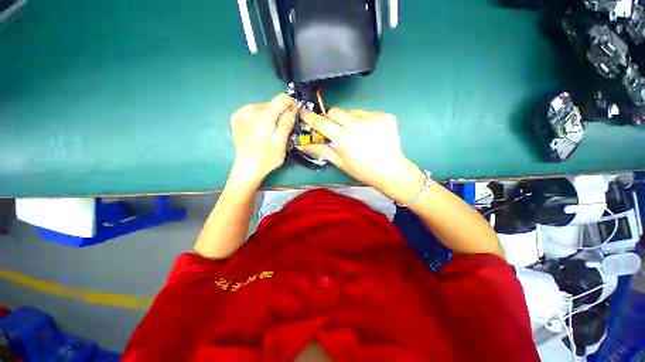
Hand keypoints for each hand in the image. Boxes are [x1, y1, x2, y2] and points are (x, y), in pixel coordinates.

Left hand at [230, 94, 296, 183]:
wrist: (247, 169)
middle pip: (272, 104)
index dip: (292, 105)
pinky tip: (260, 130)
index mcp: (263, 116)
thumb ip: (286, 124)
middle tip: (283, 130)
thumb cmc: (266, 159)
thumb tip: (293, 109)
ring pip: (264, 107)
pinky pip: (254, 112)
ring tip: (271, 132)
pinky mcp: (236, 118)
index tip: (295, 116)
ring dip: (271, 116)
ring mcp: (240, 113)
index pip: (282, 99)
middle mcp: (249, 110)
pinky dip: (261, 118)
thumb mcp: (281, 143)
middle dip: (281, 114)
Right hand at [299, 108, 425, 202]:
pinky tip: (371, 132)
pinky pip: (368, 113)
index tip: (304, 113)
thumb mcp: (340, 162)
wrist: (390, 171)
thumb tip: (303, 145)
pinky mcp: (385, 116)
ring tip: (358, 133)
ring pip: (352, 111)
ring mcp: (373, 118)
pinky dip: (366, 121)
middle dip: (332, 119)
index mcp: (344, 138)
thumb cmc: (362, 170)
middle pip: (335, 111)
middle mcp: (358, 124)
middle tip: (337, 130)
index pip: (321, 122)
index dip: (310, 117)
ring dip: (350, 120)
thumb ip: (321, 150)